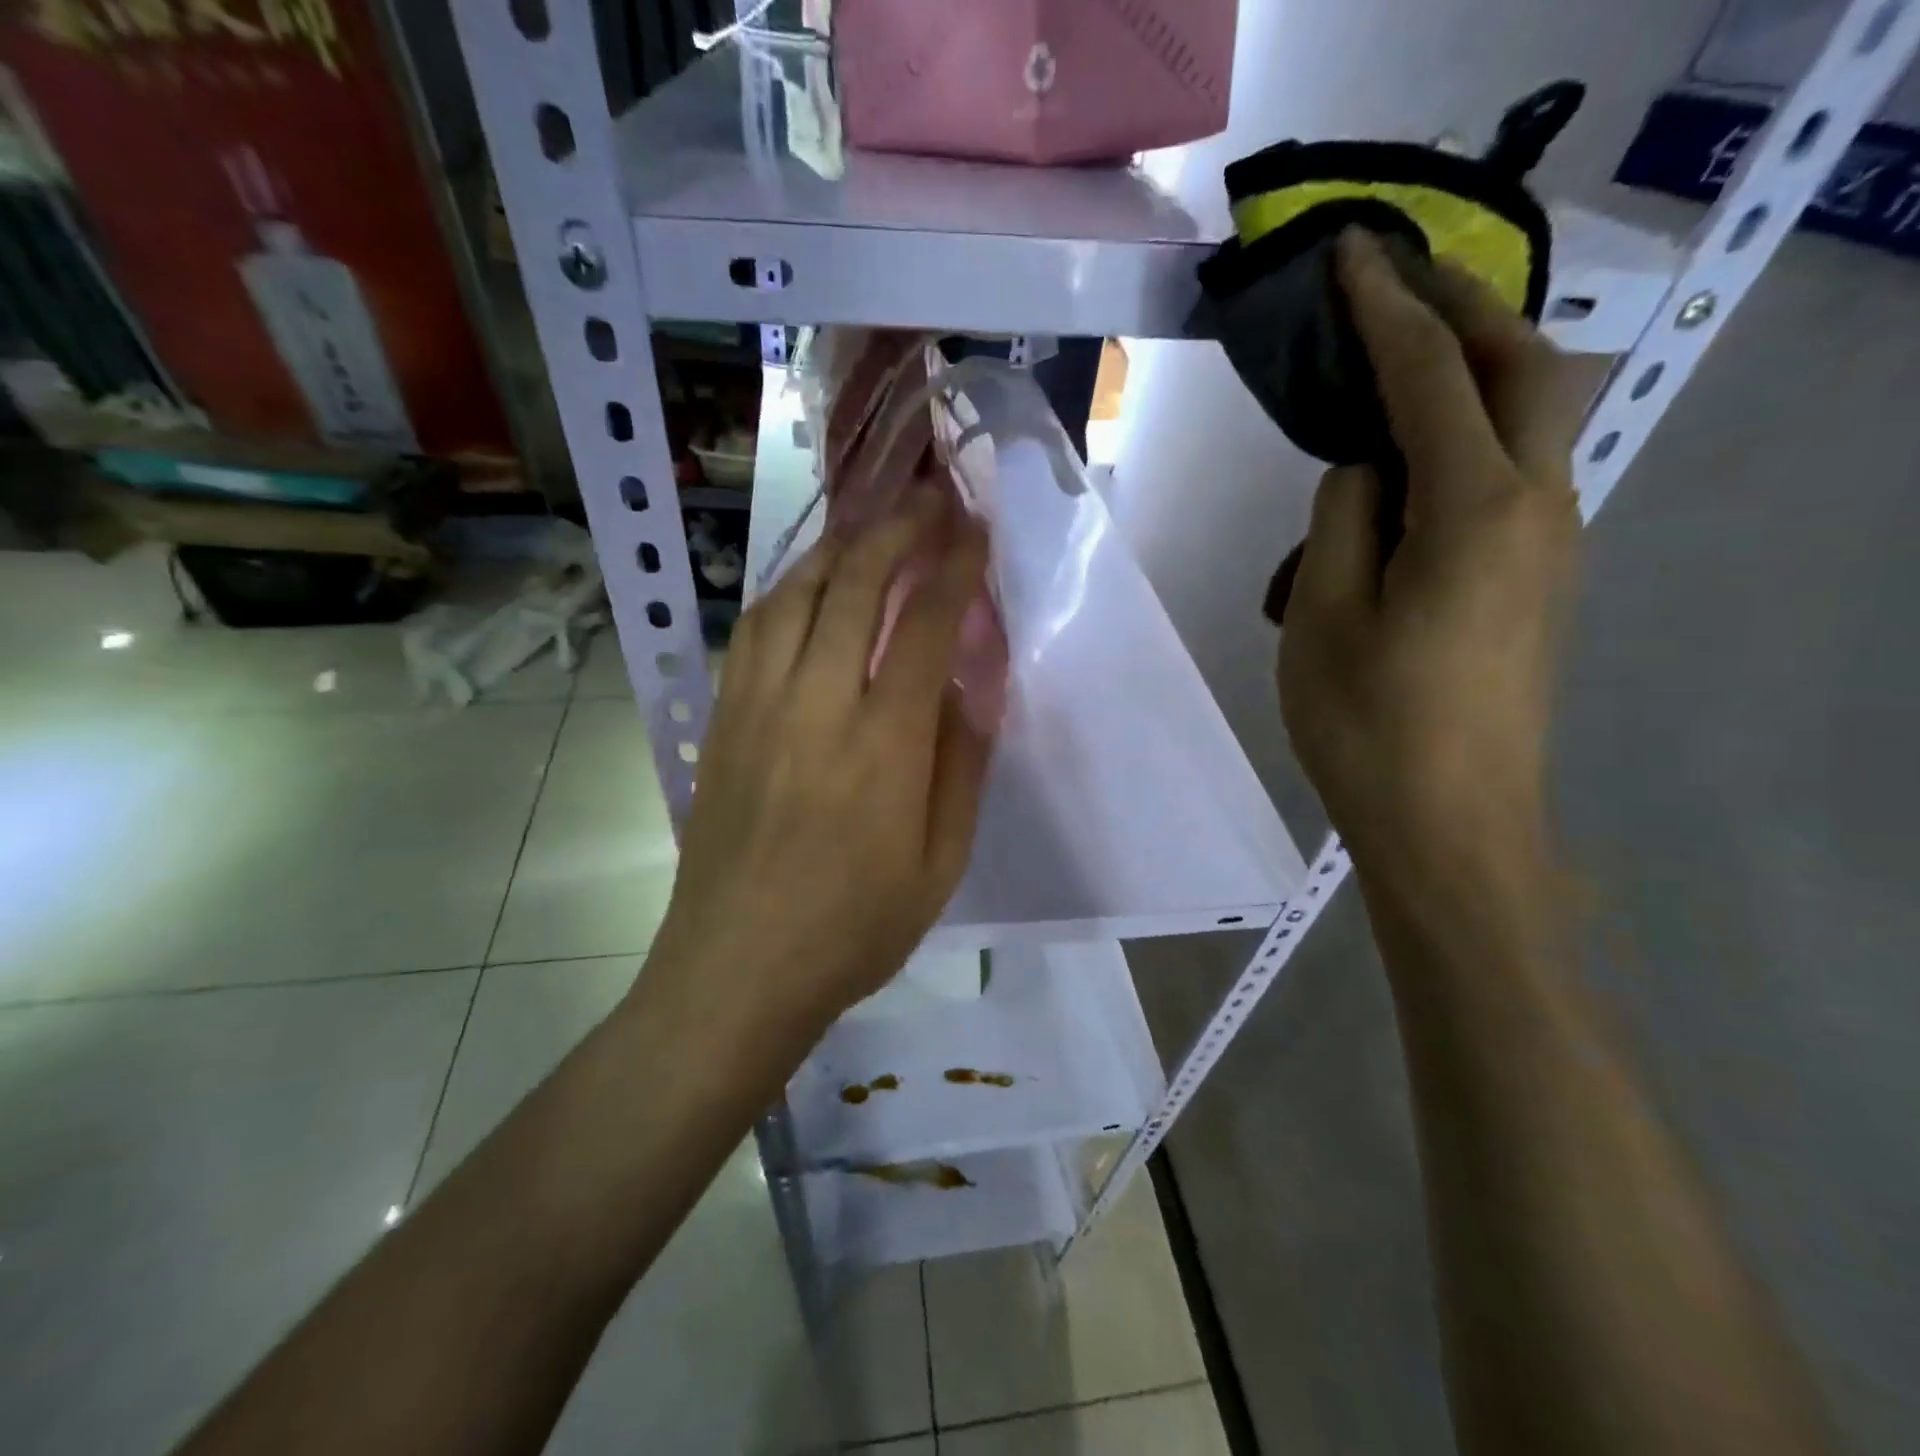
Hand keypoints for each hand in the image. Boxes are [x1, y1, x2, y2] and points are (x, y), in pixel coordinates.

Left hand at [650, 488, 994, 1034]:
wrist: (735, 971)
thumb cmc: (852, 931)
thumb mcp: (941, 866)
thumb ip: (961, 767)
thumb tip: (970, 688)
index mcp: (883, 746)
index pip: (923, 624)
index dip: (953, 565)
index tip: (974, 528)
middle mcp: (815, 706)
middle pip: (853, 585)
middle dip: (897, 529)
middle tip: (928, 499)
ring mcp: (756, 707)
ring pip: (794, 594)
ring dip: (839, 548)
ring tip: (872, 529)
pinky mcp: (721, 721)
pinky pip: (753, 629)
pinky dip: (788, 590)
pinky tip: (807, 587)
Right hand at [1278, 230, 1587, 894]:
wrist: (1452, 826)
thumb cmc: (1370, 727)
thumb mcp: (1322, 618)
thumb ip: (1341, 522)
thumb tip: (1363, 471)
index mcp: (1475, 511)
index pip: (1431, 376)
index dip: (1387, 308)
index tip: (1350, 254)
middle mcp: (1538, 508)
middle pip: (1525, 369)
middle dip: (1462, 311)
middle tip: (1392, 289)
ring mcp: (1550, 547)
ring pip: (1529, 422)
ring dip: (1465, 381)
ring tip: (1383, 387)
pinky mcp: (1537, 582)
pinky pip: (1510, 480)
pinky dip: (1461, 448)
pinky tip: (1396, 489)